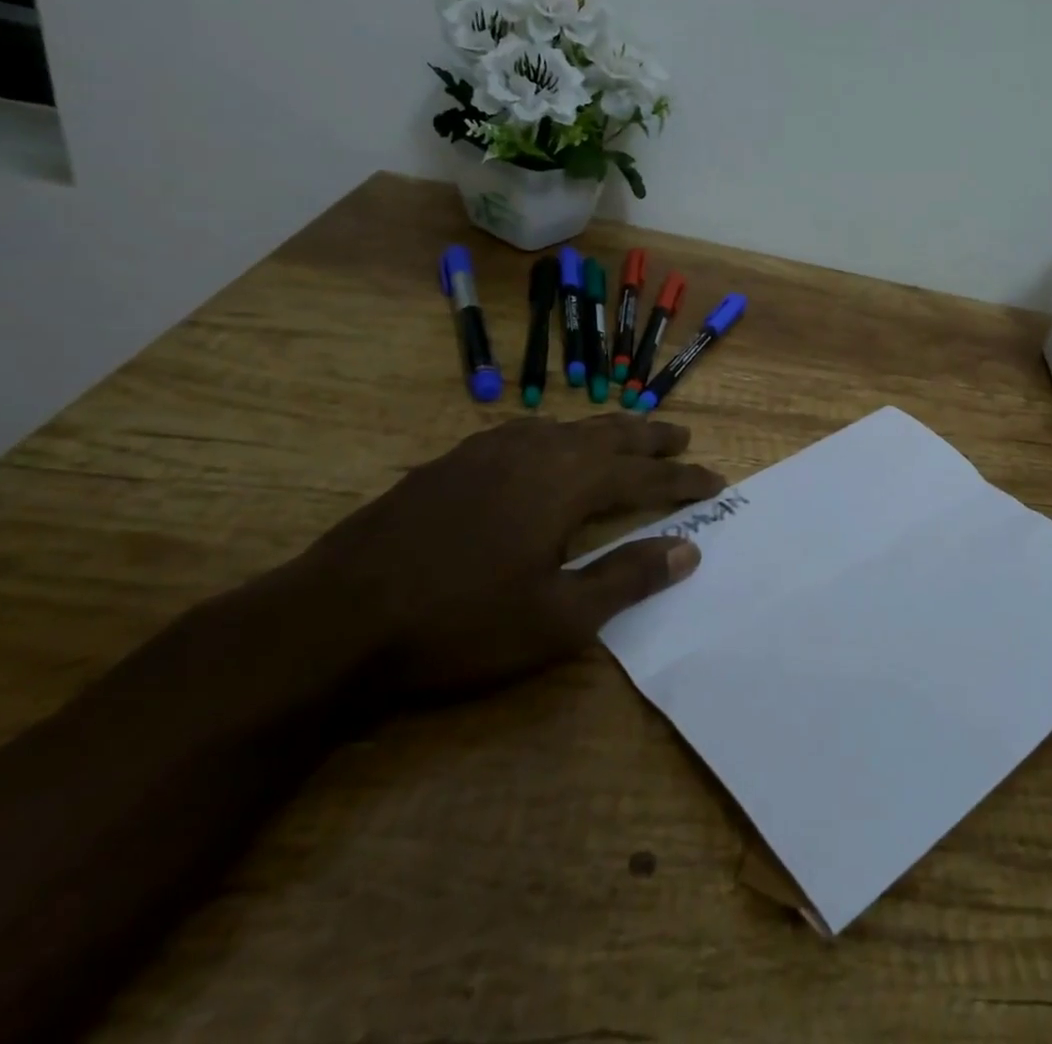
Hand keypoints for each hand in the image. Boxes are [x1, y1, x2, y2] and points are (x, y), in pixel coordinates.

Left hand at [284, 414, 725, 702]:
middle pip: (609, 434)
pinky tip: (544, 446)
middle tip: (682, 437)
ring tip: (625, 435)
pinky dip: (555, 435)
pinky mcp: (451, 462)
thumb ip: (628, 578)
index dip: (685, 480)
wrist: (333, 620)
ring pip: (564, 427)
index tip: (718, 482)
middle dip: (651, 436)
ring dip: (604, 430)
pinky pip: (523, 433)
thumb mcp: (558, 618)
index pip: (645, 475)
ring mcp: (487, 451)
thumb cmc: (460, 624)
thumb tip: (689, 550)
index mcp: (567, 483)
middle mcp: (535, 451)